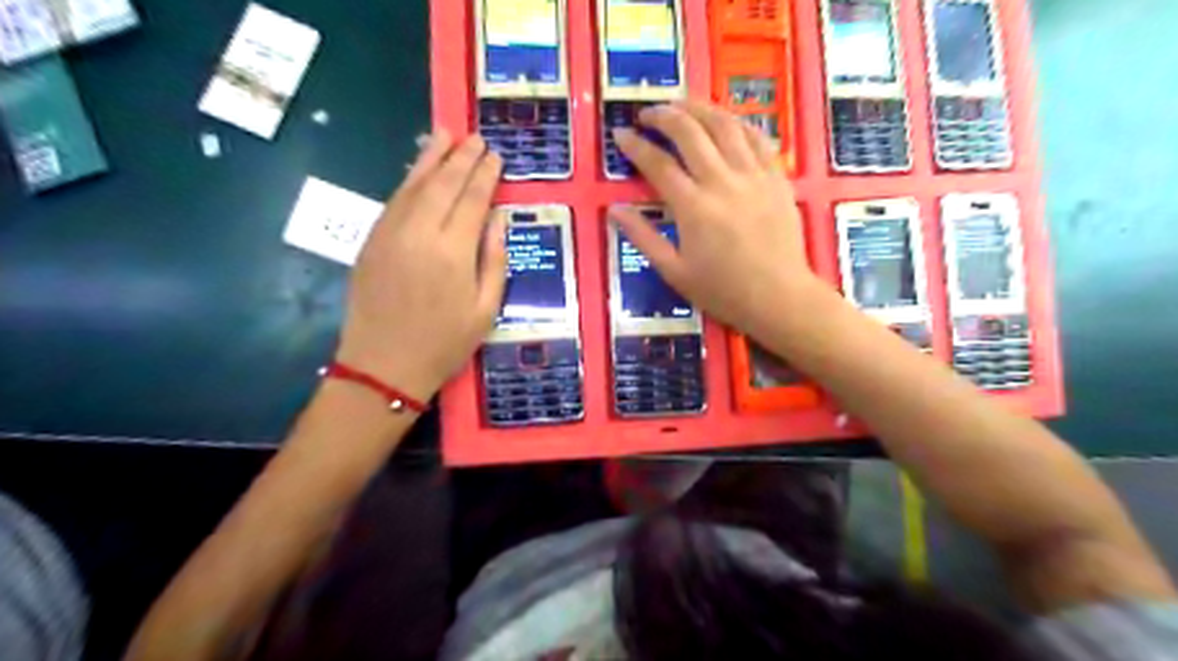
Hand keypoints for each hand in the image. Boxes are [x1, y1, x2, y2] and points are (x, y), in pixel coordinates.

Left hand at [339, 131, 507, 400]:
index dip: (485, 175)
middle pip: (443, 184)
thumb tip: (498, 218)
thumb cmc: (445, 343)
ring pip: (413, 185)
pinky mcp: (371, 241)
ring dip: (430, 157)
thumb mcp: (487, 309)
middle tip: (475, 138)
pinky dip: (409, 180)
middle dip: (461, 158)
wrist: (384, 365)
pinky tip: (419, 170)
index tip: (495, 156)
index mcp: (453, 252)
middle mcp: (420, 233)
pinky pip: (393, 200)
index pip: (473, 200)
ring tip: (445, 135)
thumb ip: (494, 259)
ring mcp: (390, 234)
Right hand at [613, 100, 820, 339]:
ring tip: (681, 104)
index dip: (635, 145)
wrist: (779, 298)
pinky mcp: (777, 177)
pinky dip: (737, 122)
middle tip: (647, 112)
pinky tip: (724, 120)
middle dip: (663, 115)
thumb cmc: (723, 291)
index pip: (658, 164)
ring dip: (699, 108)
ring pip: (725, 125)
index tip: (621, 135)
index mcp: (693, 208)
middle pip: (690, 132)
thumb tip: (614, 210)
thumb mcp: (674, 272)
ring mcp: (753, 175)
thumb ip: (643, 237)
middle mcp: (722, 182)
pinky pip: (757, 137)